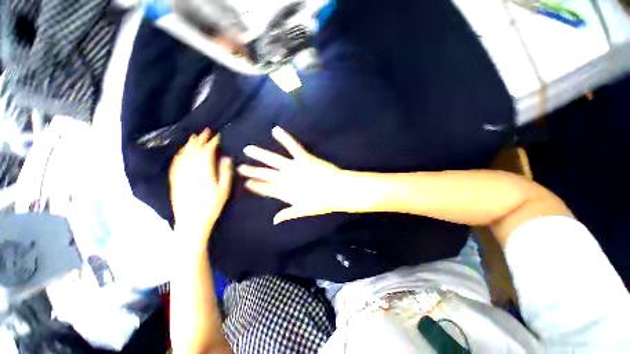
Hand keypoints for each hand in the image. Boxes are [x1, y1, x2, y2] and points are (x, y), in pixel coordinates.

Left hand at [169, 129, 232, 238]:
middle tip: (206, 131)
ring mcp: (180, 174)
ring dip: (189, 144)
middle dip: (201, 139)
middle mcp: (190, 170)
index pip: (207, 152)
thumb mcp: (224, 190)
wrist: (191, 221)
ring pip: (183, 155)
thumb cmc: (211, 206)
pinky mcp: (174, 180)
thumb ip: (225, 172)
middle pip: (194, 150)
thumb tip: (226, 157)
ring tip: (194, 137)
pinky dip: (179, 154)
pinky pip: (175, 163)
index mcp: (204, 172)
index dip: (212, 143)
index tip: (217, 137)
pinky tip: (181, 151)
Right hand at [238, 127, 355, 223]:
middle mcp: (286, 179)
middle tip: (239, 167)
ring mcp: (294, 167)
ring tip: (248, 149)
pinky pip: (292, 146)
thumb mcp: (303, 211)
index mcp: (285, 193)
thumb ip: (288, 214)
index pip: (266, 190)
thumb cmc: (322, 202)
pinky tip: (275, 129)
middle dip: (252, 171)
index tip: (246, 183)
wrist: (337, 191)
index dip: (256, 186)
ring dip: (260, 154)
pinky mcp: (303, 158)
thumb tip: (274, 220)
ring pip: (273, 160)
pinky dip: (284, 138)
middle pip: (265, 175)